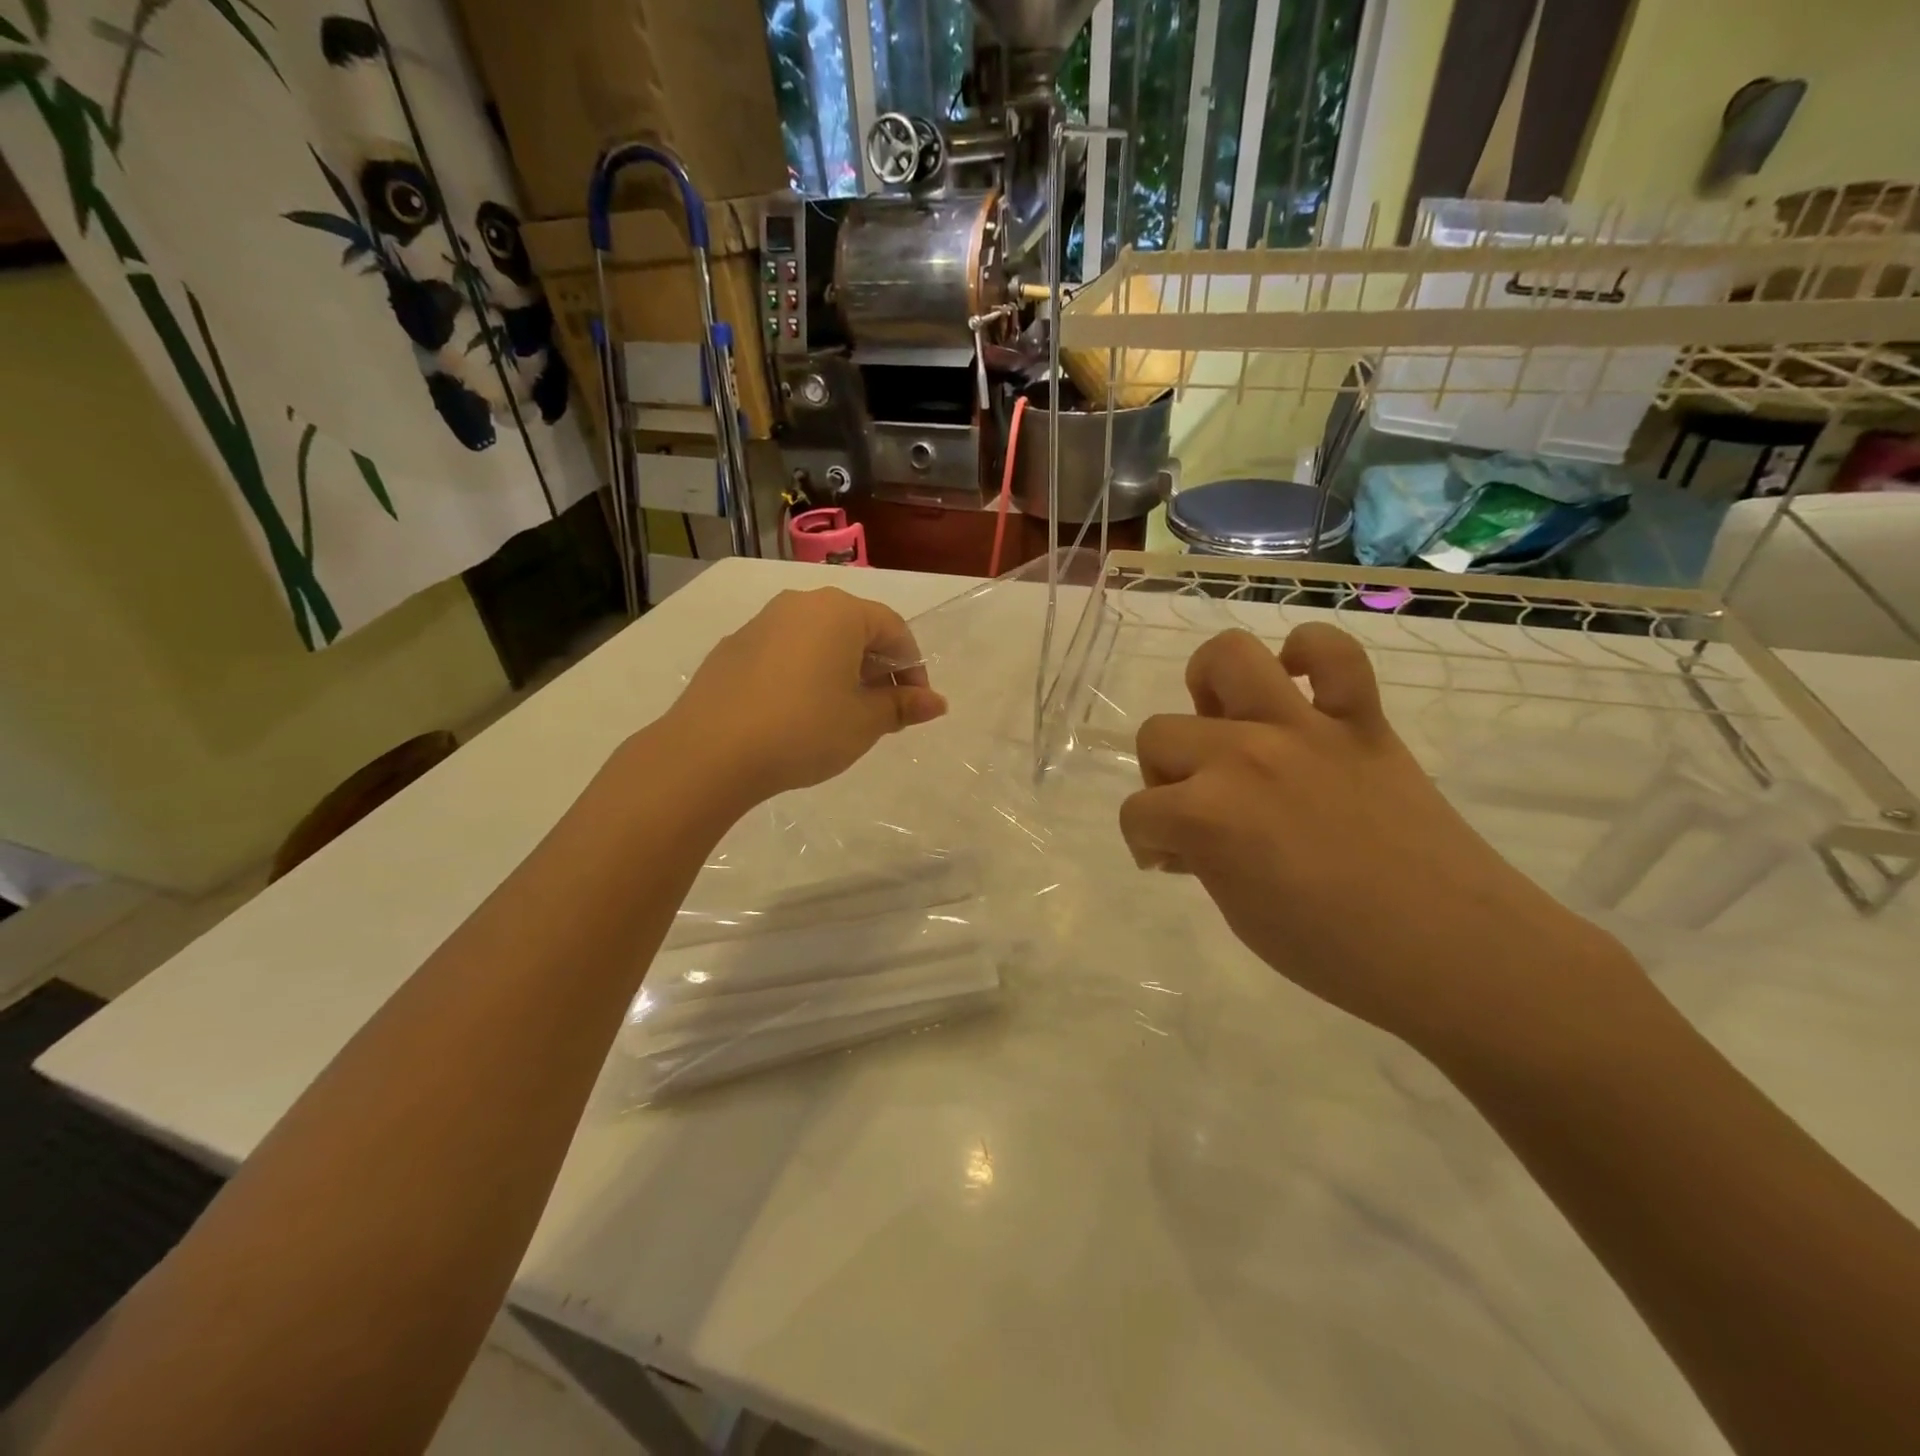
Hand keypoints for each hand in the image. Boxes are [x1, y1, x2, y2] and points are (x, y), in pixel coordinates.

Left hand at [665, 587, 946, 805]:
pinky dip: (804, 674)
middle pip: (855, 629)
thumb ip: (902, 706)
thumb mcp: (864, 722)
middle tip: (880, 711)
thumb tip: (937, 702)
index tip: (913, 706)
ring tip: (840, 714)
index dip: (912, 668)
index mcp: (839, 611)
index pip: (894, 629)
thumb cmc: (804, 729)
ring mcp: (761, 623)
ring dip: (839, 670)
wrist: (710, 751)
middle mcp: (800, 604)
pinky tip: (797, 713)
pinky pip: (785, 653)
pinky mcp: (733, 648)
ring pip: (817, 640)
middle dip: (876, 668)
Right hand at [1119, 625, 1635, 1058]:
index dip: (1144, 840)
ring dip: (1209, 686)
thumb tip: (1185, 835)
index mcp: (1205, 815)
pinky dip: (1309, 654)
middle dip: (1165, 776)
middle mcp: (1242, 756)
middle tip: (1198, 806)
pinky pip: (1334, 652)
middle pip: (1159, 734)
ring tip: (1226, 722)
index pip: (1137, 812)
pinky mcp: (1361, 721)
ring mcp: (1304, 729)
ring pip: (1227, 658)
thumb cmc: (1334, 952)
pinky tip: (1299, 684)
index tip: (1168, 860)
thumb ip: (1199, 855)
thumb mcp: (1237, 911)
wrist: (1453, 952)